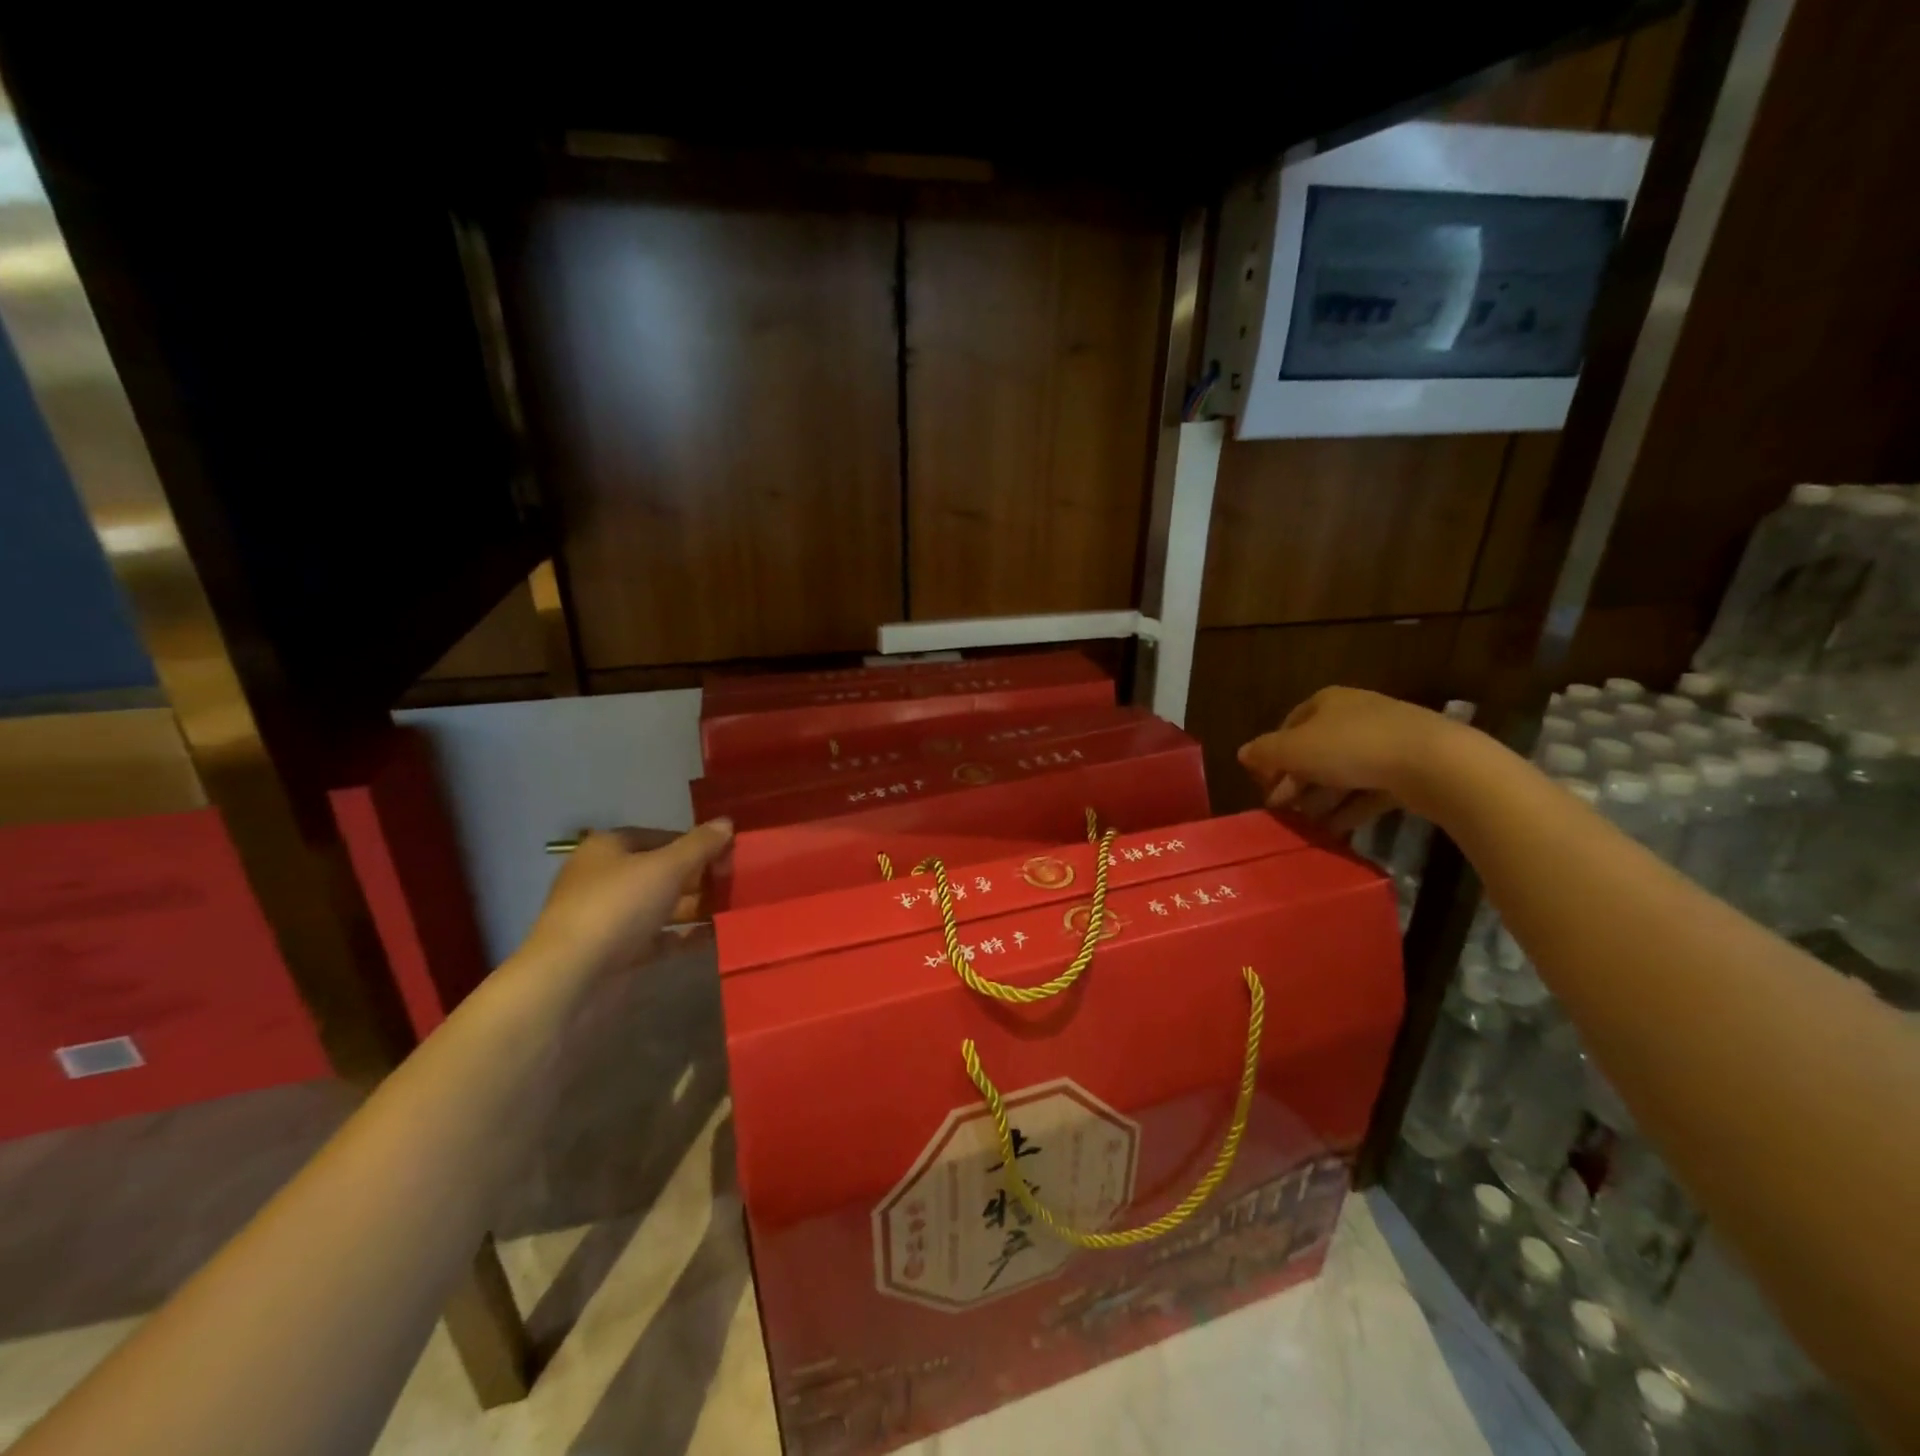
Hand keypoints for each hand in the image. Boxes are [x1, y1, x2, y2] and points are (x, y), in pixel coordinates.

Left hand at [522, 820, 733, 976]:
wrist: (571, 979)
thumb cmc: (617, 908)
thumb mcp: (666, 868)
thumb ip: (700, 845)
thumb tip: (727, 823)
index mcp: (608, 848)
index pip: (659, 835)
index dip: (694, 842)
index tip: (727, 853)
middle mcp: (605, 878)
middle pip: (661, 871)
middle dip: (698, 876)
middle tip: (735, 881)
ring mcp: (609, 917)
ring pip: (661, 905)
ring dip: (695, 906)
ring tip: (733, 908)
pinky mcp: (616, 952)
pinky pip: (658, 937)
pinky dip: (684, 935)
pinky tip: (715, 935)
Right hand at [1237, 688, 1458, 833]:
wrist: (1434, 763)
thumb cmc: (1351, 747)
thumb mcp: (1294, 749)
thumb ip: (1264, 752)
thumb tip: (1242, 753)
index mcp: (1326, 702)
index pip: (1288, 726)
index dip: (1271, 755)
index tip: (1263, 785)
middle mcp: (1354, 716)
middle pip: (1314, 751)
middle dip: (1294, 781)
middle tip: (1280, 810)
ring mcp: (1385, 742)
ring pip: (1341, 773)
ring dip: (1320, 799)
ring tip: (1304, 825)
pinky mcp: (1408, 770)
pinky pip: (1368, 790)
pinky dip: (1348, 809)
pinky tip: (1333, 831)